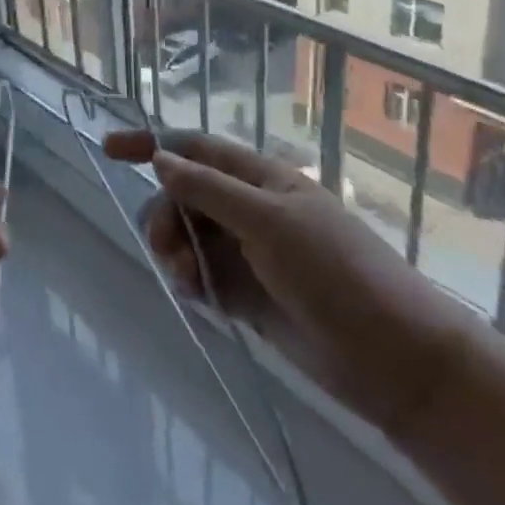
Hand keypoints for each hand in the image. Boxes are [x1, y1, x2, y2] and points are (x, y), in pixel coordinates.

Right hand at [105, 129, 479, 440]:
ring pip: (186, 237)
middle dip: (164, 216)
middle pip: (182, 196)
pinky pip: (200, 274)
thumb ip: (210, 190)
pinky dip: (190, 281)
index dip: (151, 143)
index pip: (194, 148)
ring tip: (188, 281)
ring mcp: (247, 252)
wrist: (395, 361)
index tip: (109, 148)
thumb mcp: (271, 223)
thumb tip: (160, 158)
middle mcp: (248, 209)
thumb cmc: (338, 274)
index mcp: (260, 180)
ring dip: (174, 252)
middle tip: (165, 249)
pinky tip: (199, 297)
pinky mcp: (246, 293)